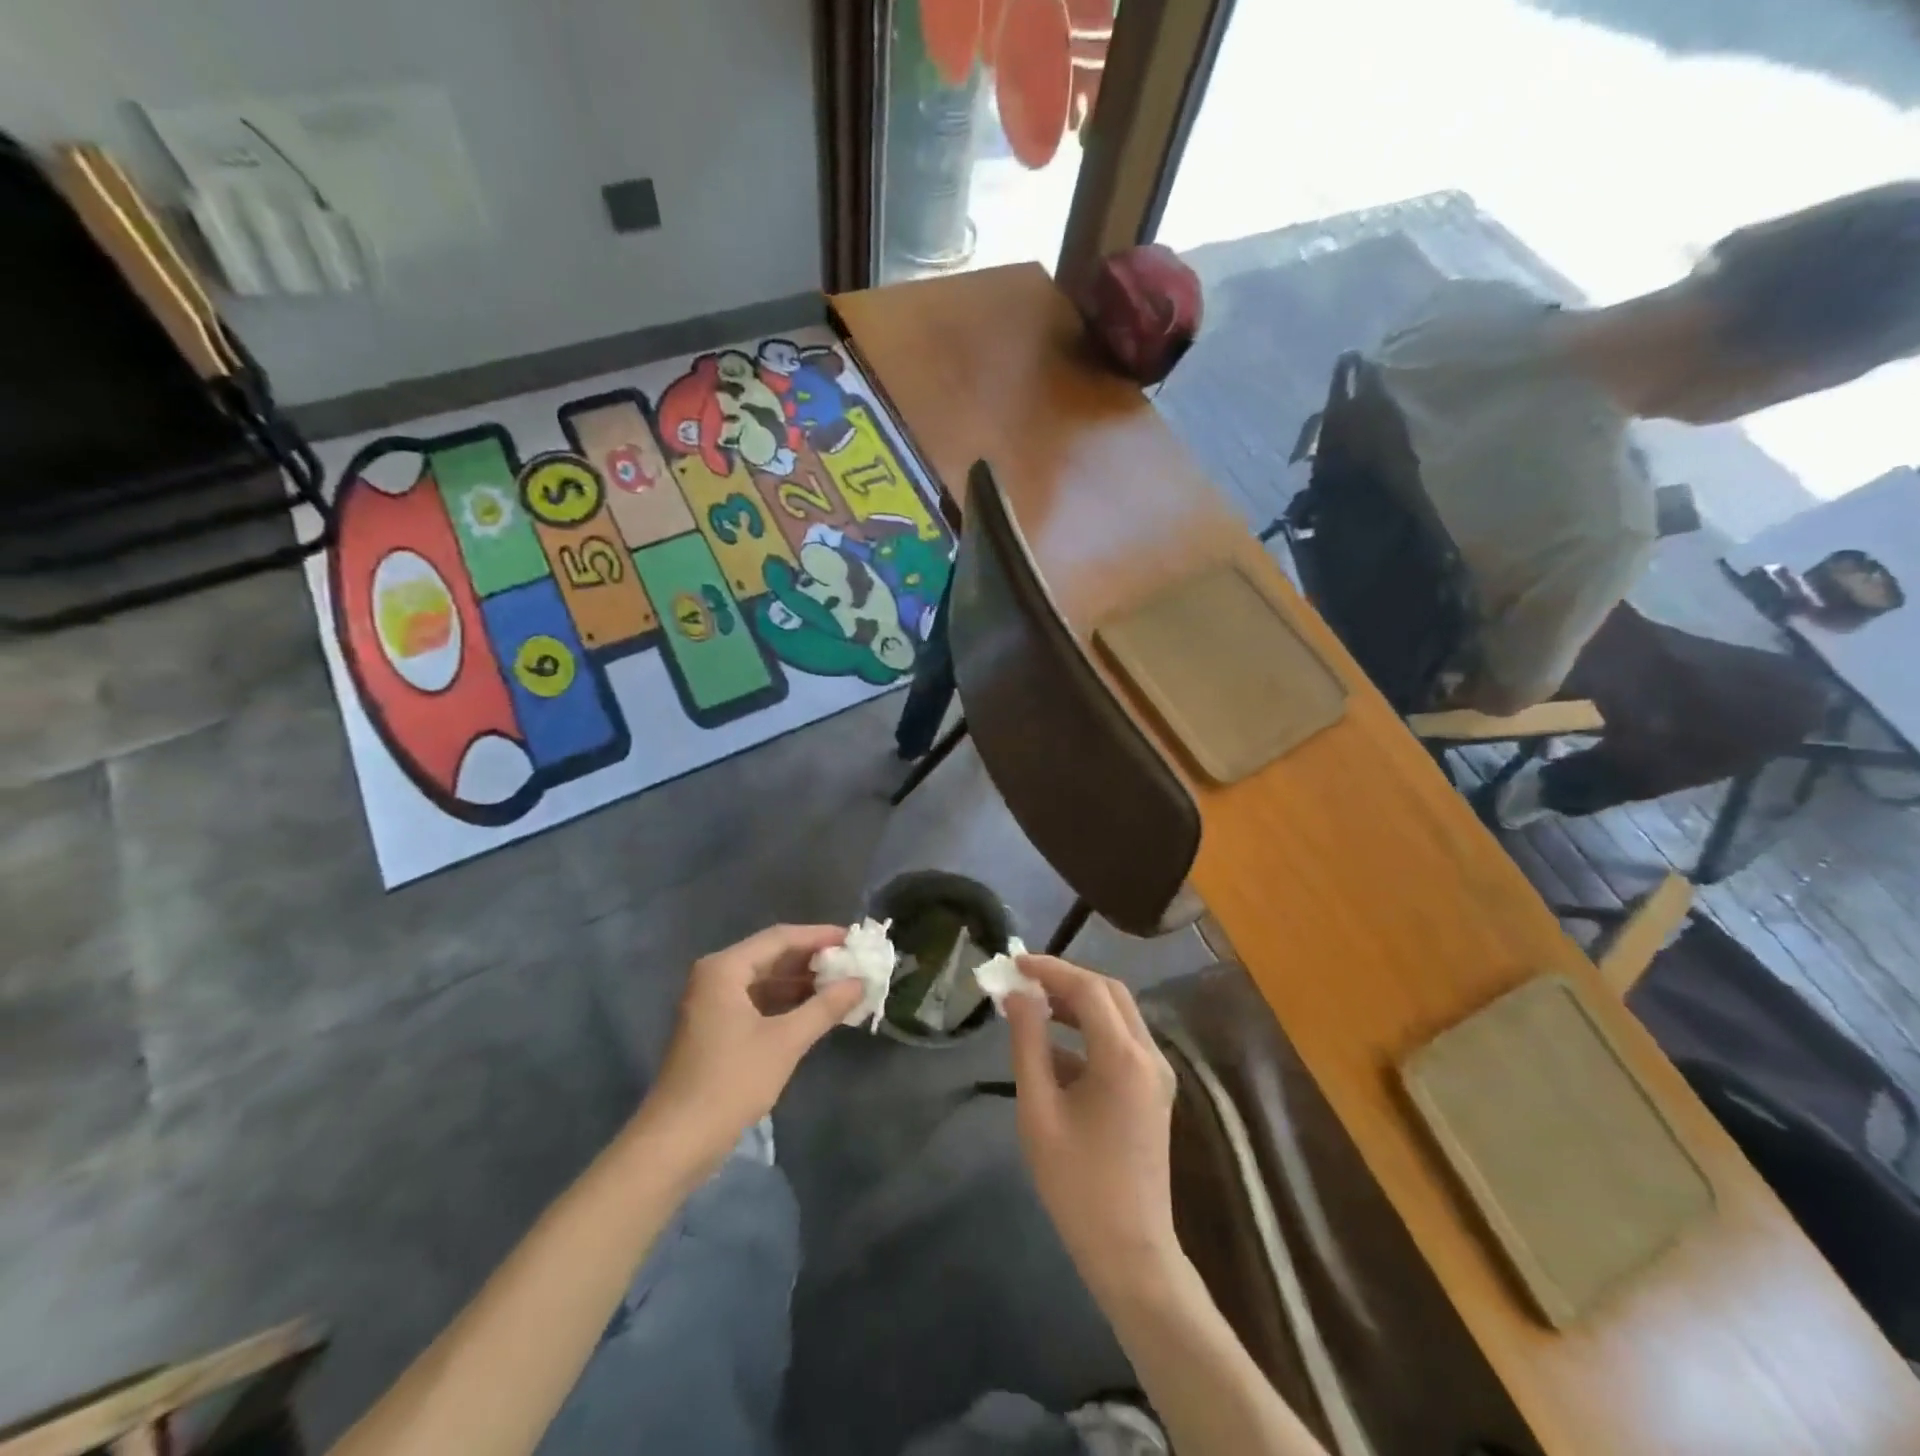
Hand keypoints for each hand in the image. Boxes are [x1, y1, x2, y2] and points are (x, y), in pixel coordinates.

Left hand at [644, 924, 863, 1165]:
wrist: (676, 1142)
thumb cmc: (730, 1083)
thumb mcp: (785, 1042)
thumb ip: (825, 1007)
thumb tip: (861, 982)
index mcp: (725, 968)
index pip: (780, 937)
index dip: (819, 936)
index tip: (854, 940)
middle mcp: (716, 976)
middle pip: (772, 955)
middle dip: (812, 959)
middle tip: (853, 963)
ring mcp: (713, 1003)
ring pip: (766, 979)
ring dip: (801, 982)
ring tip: (842, 985)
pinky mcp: (716, 1028)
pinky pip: (757, 1001)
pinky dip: (786, 1003)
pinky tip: (815, 1010)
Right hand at [1005, 956, 1180, 1291]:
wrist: (1130, 1252)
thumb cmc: (1077, 1184)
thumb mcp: (1038, 1110)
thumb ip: (1028, 1044)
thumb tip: (1019, 995)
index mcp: (1123, 1057)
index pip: (1088, 988)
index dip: (1050, 969)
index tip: (1014, 964)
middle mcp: (1149, 1055)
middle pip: (1109, 993)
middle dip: (1066, 980)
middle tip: (1024, 981)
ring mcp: (1157, 1073)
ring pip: (1118, 1015)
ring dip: (1078, 1003)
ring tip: (1032, 1006)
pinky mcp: (1154, 1090)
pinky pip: (1122, 1042)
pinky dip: (1089, 1032)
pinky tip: (1053, 1050)